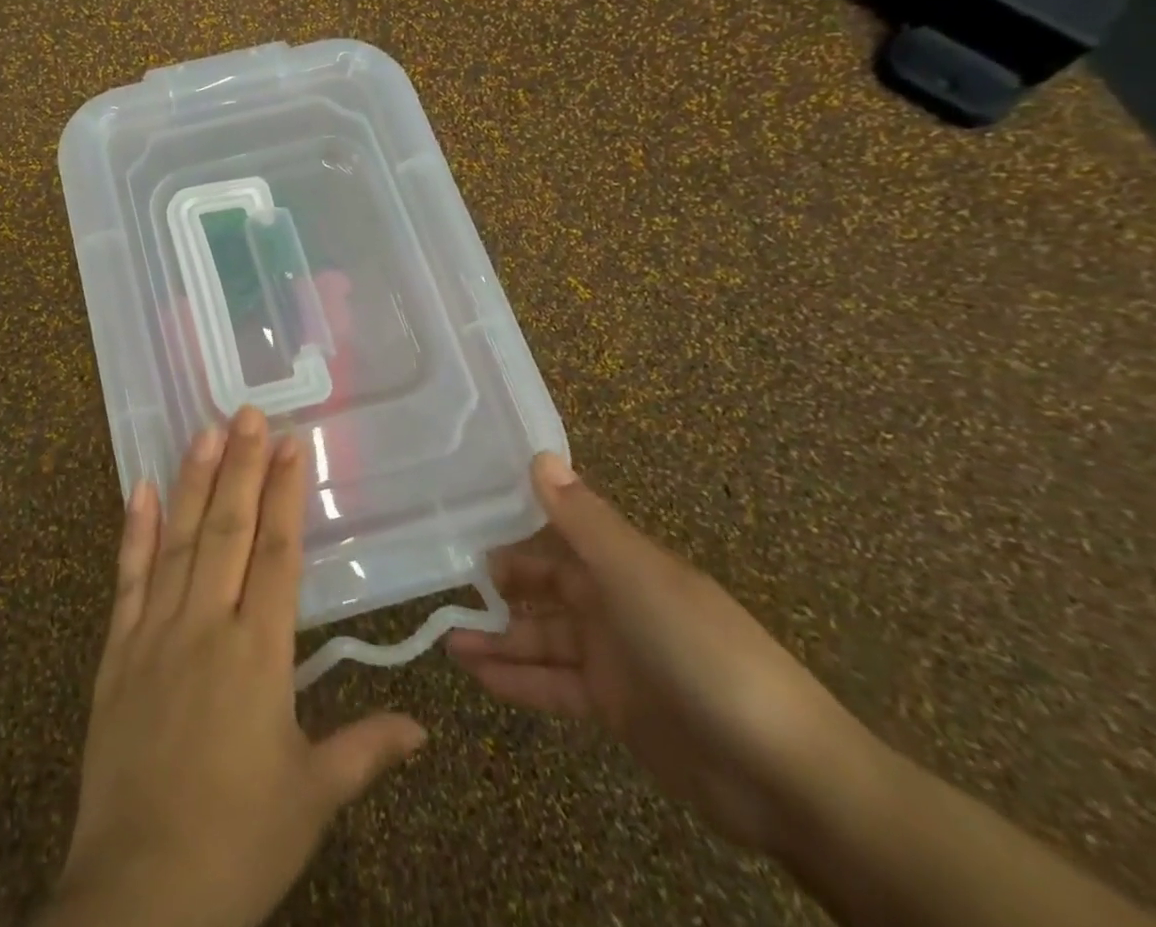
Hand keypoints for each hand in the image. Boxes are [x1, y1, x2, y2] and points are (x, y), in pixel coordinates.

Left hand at [39, 408, 425, 926]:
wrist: (139, 892)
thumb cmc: (238, 841)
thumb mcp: (312, 799)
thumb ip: (365, 751)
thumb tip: (422, 726)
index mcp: (258, 654)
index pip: (277, 553)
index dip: (286, 494)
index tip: (292, 444)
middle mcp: (206, 625)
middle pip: (229, 530)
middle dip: (242, 466)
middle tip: (249, 412)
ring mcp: (155, 632)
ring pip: (179, 539)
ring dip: (194, 481)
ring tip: (206, 430)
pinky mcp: (117, 650)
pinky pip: (127, 578)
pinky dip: (135, 530)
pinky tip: (141, 488)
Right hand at [447, 453, 878, 854]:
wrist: (785, 775)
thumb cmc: (702, 652)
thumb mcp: (636, 577)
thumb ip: (583, 520)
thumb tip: (540, 455)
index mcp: (623, 566)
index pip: (556, 538)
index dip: (511, 532)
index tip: (461, 529)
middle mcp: (614, 604)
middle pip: (544, 589)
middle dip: (498, 588)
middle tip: (443, 585)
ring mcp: (615, 659)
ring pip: (541, 639)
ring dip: (497, 638)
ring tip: (445, 637)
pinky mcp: (614, 708)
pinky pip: (553, 684)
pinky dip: (516, 679)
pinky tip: (476, 675)